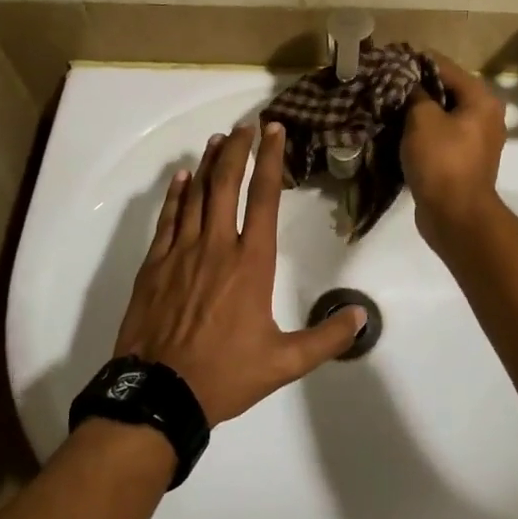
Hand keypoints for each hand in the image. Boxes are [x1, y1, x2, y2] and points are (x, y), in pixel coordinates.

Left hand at [113, 122, 365, 426]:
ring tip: (218, 139)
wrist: (160, 393)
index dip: (271, 161)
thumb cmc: (226, 375)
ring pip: (195, 196)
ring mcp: (181, 253)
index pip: (264, 198)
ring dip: (208, 164)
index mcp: (251, 264)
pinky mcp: (154, 266)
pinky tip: (181, 178)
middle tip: (246, 125)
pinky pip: (167, 220)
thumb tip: (363, 317)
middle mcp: (216, 247)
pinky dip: (175, 195)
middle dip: (238, 149)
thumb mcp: (285, 362)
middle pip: (226, 185)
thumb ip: (327, 337)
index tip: (274, 131)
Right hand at [402, 52, 505, 244]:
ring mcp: (477, 140)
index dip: (414, 62)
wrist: (455, 215)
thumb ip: (414, 92)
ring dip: (417, 112)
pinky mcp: (464, 161)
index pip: (444, 66)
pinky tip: (398, 133)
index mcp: (481, 99)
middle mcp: (485, 115)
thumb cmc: (441, 161)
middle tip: (383, 87)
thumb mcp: (422, 119)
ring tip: (387, 108)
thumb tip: (407, 80)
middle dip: (415, 88)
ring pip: (442, 115)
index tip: (386, 62)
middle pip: (445, 90)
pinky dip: (422, 134)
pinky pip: (441, 137)